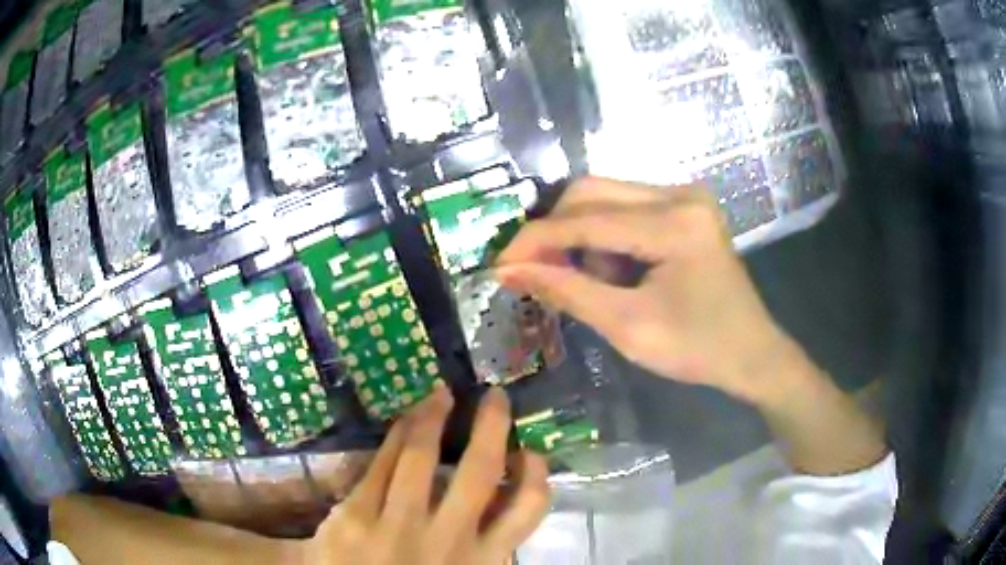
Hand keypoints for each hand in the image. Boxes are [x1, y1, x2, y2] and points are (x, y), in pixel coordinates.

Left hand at [299, 387, 549, 563]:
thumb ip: (482, 548)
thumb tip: (496, 505)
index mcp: (481, 559)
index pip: (525, 510)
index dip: (535, 474)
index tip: (530, 452)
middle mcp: (447, 538)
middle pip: (478, 471)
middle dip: (492, 426)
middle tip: (495, 397)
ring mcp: (398, 525)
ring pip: (420, 457)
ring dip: (432, 418)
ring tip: (440, 395)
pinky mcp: (355, 516)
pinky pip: (379, 466)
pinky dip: (395, 438)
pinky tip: (402, 423)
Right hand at [495, 177, 794, 404]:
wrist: (751, 353)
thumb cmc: (697, 349)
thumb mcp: (628, 326)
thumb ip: (566, 291)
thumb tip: (509, 270)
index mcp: (674, 223)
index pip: (585, 221)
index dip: (535, 241)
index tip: (499, 265)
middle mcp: (680, 194)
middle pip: (591, 192)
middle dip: (556, 233)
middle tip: (537, 272)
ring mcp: (685, 196)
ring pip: (605, 197)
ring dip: (583, 237)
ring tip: (593, 283)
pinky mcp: (685, 207)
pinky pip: (627, 208)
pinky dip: (606, 237)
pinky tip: (615, 271)